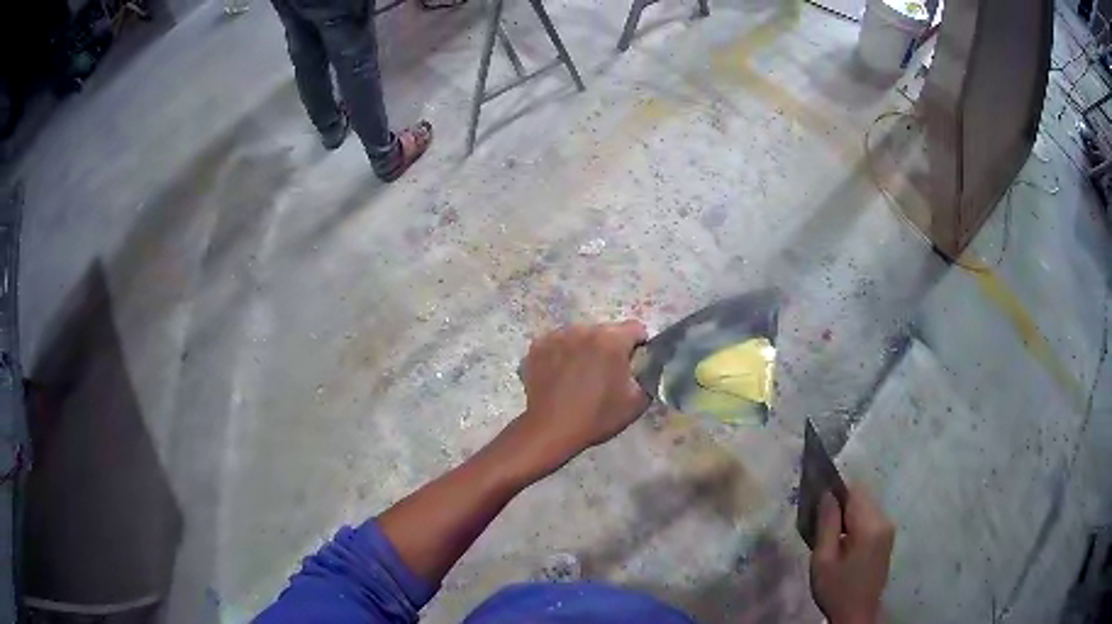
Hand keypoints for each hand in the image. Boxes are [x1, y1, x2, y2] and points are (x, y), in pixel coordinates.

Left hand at [515, 321, 649, 468]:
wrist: (551, 429)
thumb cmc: (597, 416)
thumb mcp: (637, 402)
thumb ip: (649, 376)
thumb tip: (647, 367)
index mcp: (611, 339)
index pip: (636, 328)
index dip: (640, 346)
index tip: (634, 364)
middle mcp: (584, 329)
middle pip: (606, 331)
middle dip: (610, 347)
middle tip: (606, 374)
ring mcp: (557, 336)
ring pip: (580, 336)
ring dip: (585, 349)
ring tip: (580, 376)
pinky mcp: (537, 346)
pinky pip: (558, 343)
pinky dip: (562, 354)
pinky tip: (560, 375)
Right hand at [810, 486, 895, 623]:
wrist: (856, 614)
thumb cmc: (836, 589)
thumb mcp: (823, 560)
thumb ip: (827, 524)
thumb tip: (827, 494)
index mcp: (870, 526)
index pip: (854, 490)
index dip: (835, 490)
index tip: (817, 501)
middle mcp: (884, 521)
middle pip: (862, 496)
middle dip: (841, 503)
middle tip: (820, 523)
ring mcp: (888, 529)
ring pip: (866, 505)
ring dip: (848, 513)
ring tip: (830, 534)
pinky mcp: (887, 537)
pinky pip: (870, 517)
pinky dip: (855, 521)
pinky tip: (843, 541)